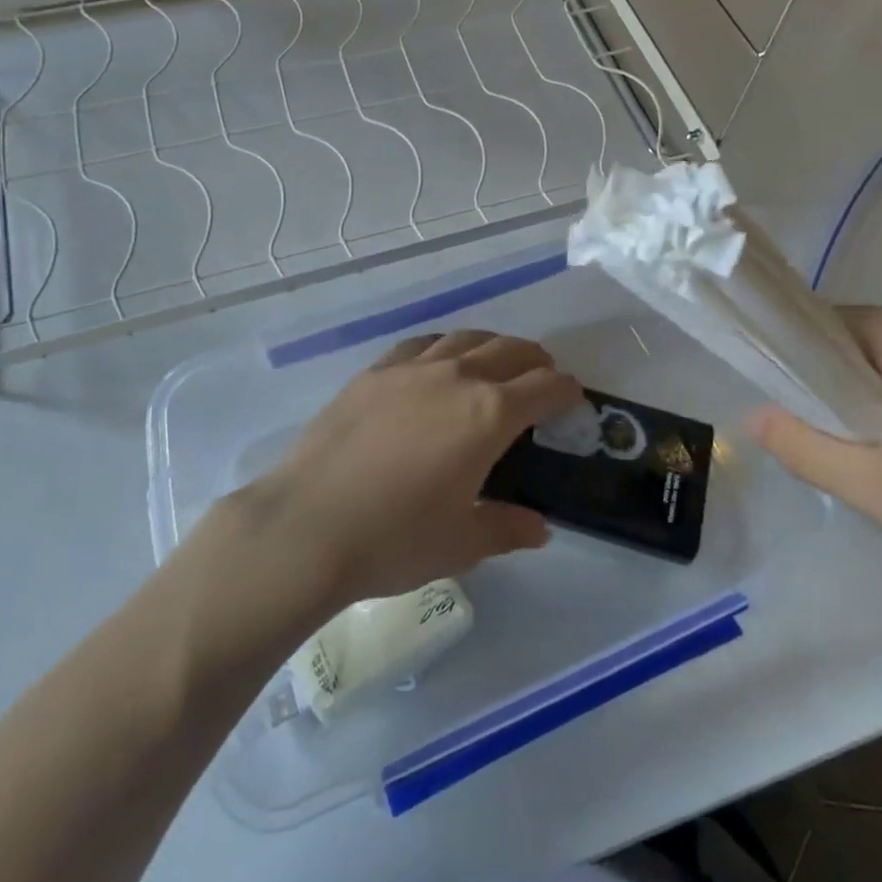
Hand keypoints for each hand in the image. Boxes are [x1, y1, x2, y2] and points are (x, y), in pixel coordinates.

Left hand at [241, 331, 579, 609]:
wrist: (307, 524)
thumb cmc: (394, 539)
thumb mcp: (461, 543)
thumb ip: (506, 528)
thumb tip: (539, 528)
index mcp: (488, 415)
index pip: (543, 388)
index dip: (565, 389)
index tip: (573, 395)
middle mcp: (456, 377)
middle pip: (509, 350)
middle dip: (534, 359)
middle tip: (542, 375)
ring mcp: (411, 369)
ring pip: (465, 338)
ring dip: (492, 345)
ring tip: (496, 361)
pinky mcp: (374, 372)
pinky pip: (421, 344)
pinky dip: (443, 346)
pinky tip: (437, 361)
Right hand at [746, 307, 881, 597]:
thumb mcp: (879, 489)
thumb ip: (804, 448)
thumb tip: (754, 416)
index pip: (821, 327)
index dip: (794, 365)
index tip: (790, 413)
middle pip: (850, 343)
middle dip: (833, 391)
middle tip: (840, 448)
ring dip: (866, 403)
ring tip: (880, 458)